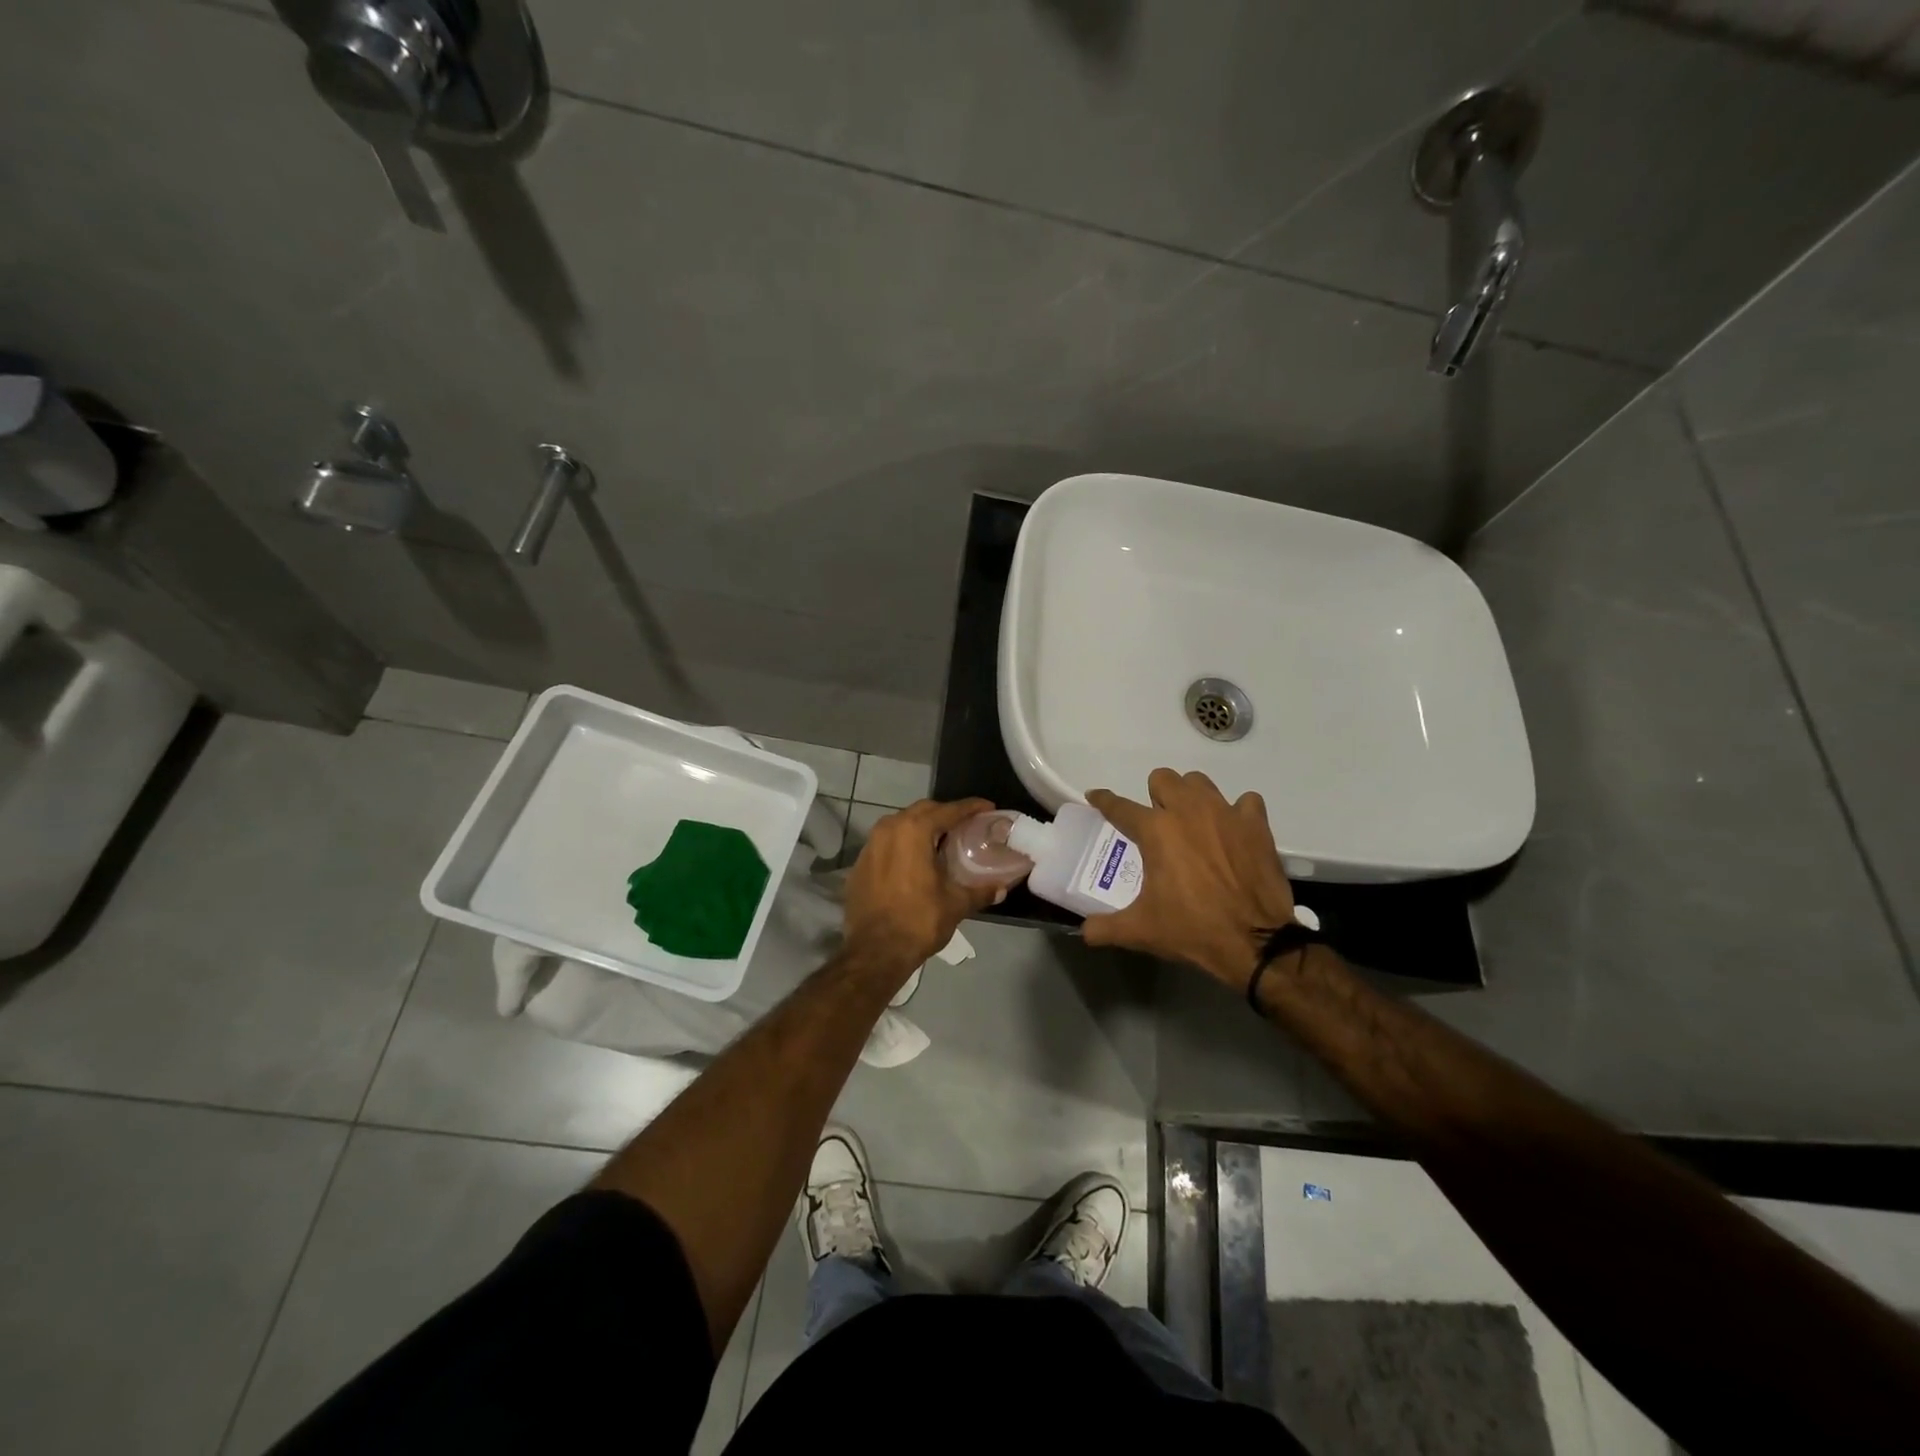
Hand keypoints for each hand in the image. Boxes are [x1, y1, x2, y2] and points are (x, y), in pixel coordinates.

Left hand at [842, 798, 1003, 973]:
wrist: (874, 952)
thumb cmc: (919, 921)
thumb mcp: (956, 904)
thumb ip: (980, 891)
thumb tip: (1001, 889)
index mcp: (914, 831)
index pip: (948, 810)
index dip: (970, 807)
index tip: (987, 807)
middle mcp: (889, 829)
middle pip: (922, 811)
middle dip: (944, 814)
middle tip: (965, 825)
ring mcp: (869, 846)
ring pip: (900, 825)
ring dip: (921, 828)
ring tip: (940, 841)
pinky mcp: (859, 864)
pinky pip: (885, 844)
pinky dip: (902, 846)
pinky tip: (914, 862)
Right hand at [1084, 769, 1295, 989]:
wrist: (1256, 942)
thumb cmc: (1192, 930)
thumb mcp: (1140, 931)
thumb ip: (1105, 927)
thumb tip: (1084, 932)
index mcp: (1155, 831)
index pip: (1119, 806)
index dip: (1103, 800)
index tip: (1095, 796)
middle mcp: (1187, 811)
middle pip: (1162, 779)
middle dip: (1155, 796)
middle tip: (1158, 823)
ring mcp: (1225, 813)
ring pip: (1199, 782)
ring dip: (1191, 797)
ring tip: (1193, 822)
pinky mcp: (1255, 824)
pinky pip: (1245, 801)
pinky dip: (1237, 812)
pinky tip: (1232, 830)